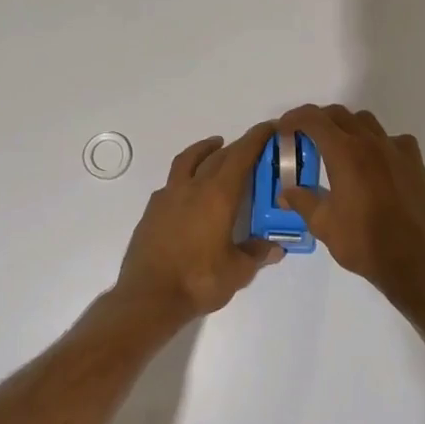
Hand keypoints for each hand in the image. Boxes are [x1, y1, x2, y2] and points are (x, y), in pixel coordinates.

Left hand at [114, 122, 284, 323]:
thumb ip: (257, 254)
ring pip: (188, 160)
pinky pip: (172, 182)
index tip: (270, 127)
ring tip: (216, 148)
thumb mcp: (238, 271)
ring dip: (205, 150)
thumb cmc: (199, 281)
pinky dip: (185, 175)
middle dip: (237, 146)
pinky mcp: (152, 211)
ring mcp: (168, 197)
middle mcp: (193, 187)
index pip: (241, 156)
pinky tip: (189, 189)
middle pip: (217, 156)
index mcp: (218, 195)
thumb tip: (276, 247)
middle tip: (251, 146)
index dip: (256, 138)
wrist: (149, 297)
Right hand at [277, 105, 424, 311]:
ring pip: (366, 122)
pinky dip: (379, 143)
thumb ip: (302, 201)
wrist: (413, 261)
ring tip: (339, 149)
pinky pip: (394, 139)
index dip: (295, 118)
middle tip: (306, 139)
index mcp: (344, 152)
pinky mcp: (415, 162)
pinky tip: (376, 164)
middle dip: (318, 121)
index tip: (284, 129)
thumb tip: (285, 192)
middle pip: (339, 114)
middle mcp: (370, 142)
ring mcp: (396, 149)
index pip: (314, 119)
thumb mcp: (323, 224)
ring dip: (348, 127)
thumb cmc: (363, 242)